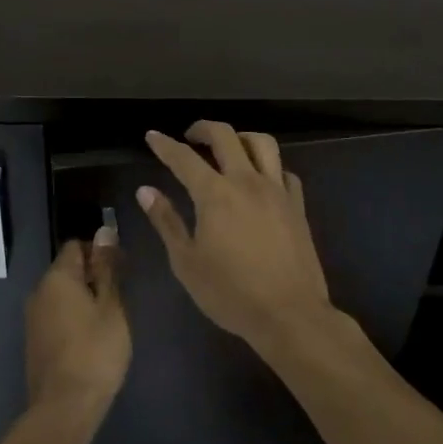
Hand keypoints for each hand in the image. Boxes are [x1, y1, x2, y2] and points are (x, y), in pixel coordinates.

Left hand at [25, 227, 130, 423]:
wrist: (64, 407)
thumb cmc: (95, 352)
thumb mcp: (111, 307)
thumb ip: (107, 269)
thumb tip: (104, 232)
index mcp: (57, 277)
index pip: (76, 246)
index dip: (100, 252)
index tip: (121, 270)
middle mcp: (38, 290)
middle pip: (67, 270)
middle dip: (92, 276)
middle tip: (119, 297)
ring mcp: (32, 317)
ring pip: (61, 294)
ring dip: (82, 299)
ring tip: (107, 320)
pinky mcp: (34, 341)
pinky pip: (55, 315)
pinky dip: (72, 318)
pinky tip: (89, 339)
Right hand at [140, 121, 334, 353]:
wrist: (290, 315)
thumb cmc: (231, 293)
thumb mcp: (186, 262)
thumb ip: (166, 221)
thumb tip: (145, 191)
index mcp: (215, 194)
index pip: (183, 157)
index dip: (164, 144)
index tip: (152, 135)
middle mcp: (246, 181)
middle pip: (225, 135)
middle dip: (202, 128)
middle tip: (189, 137)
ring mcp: (276, 191)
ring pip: (262, 143)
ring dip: (240, 137)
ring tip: (227, 148)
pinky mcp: (297, 206)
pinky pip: (283, 171)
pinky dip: (268, 166)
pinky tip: (260, 180)